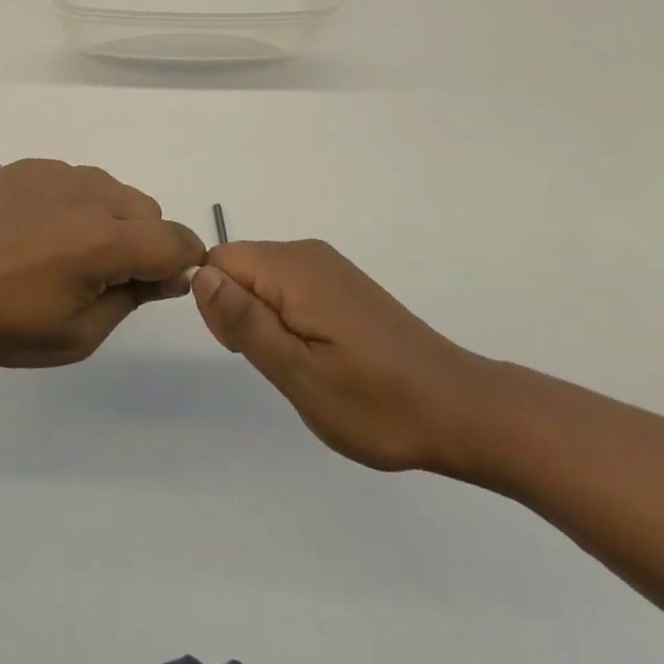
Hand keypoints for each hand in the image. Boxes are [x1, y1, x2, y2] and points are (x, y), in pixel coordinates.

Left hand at [0, 160, 205, 367]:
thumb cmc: (6, 324)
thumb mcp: (79, 334)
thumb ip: (133, 298)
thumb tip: (172, 273)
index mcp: (104, 241)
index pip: (175, 239)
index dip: (182, 261)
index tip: (163, 281)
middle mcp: (88, 195)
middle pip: (147, 210)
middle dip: (144, 241)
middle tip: (106, 275)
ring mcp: (56, 174)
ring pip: (112, 190)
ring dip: (111, 218)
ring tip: (68, 250)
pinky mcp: (30, 166)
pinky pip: (75, 179)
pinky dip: (75, 202)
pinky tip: (40, 229)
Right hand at [192, 240, 490, 473]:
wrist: (462, 409)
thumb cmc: (377, 403)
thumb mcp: (299, 374)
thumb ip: (245, 321)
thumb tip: (201, 275)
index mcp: (292, 268)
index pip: (220, 262)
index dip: (220, 307)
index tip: (249, 350)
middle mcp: (307, 253)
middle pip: (240, 266)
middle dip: (242, 313)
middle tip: (283, 366)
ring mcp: (328, 266)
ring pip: (263, 278)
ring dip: (267, 320)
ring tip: (304, 366)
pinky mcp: (343, 282)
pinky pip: (290, 286)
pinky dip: (290, 318)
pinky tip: (322, 355)